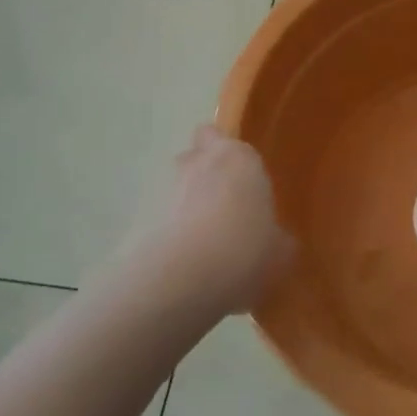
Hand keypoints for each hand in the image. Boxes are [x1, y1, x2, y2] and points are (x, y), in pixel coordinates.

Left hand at [143, 127, 294, 316]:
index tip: (241, 183)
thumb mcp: (279, 252)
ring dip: (185, 206)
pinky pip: (158, 220)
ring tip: (202, 246)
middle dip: (205, 176)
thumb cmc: (243, 250)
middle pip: (196, 156)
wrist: (179, 279)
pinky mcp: (137, 217)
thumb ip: (278, 240)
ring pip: (175, 187)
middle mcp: (197, 162)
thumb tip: (277, 241)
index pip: (223, 137)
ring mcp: (162, 187)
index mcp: (238, 158)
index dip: (229, 157)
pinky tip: (183, 266)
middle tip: (222, 210)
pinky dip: (168, 234)